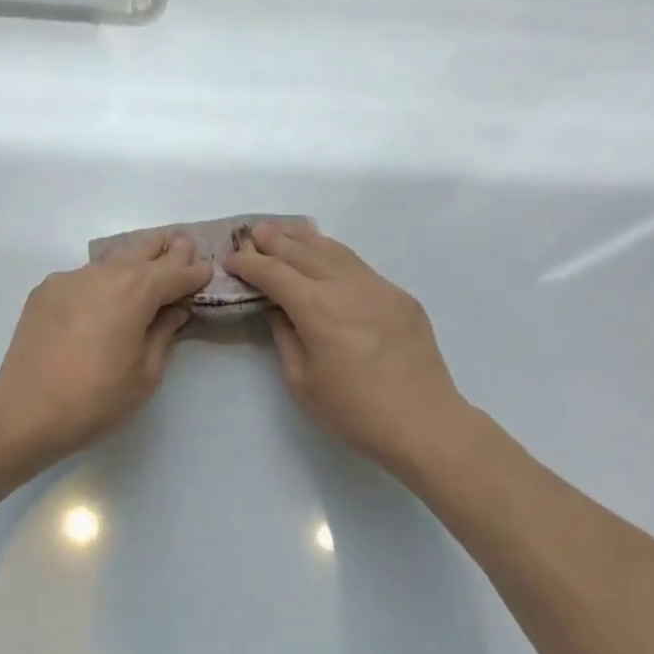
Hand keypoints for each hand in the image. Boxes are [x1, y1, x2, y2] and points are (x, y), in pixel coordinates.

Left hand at [0, 231, 213, 472]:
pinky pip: (84, 276)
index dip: (196, 271)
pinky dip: (101, 280)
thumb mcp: (146, 373)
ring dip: (134, 261)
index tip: (207, 270)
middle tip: (183, 247)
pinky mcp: (46, 290)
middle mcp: (106, 273)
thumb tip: (174, 310)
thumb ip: (164, 333)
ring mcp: (71, 278)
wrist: (26, 410)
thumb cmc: (97, 398)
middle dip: (167, 249)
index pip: (176, 271)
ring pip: (112, 259)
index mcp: (137, 291)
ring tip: (146, 266)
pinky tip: (102, 299)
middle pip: (144, 249)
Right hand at [226, 223, 466, 475]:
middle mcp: (345, 285)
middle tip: (253, 232)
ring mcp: (377, 286)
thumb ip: (284, 336)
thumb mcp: (302, 381)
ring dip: (305, 239)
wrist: (423, 421)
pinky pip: (359, 265)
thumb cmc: (354, 410)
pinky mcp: (399, 295)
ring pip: (334, 250)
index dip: (248, 263)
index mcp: (316, 307)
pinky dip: (334, 254)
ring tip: (285, 232)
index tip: (230, 259)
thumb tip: (276, 308)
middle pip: (303, 251)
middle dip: (274, 240)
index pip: (273, 272)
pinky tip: (326, 257)